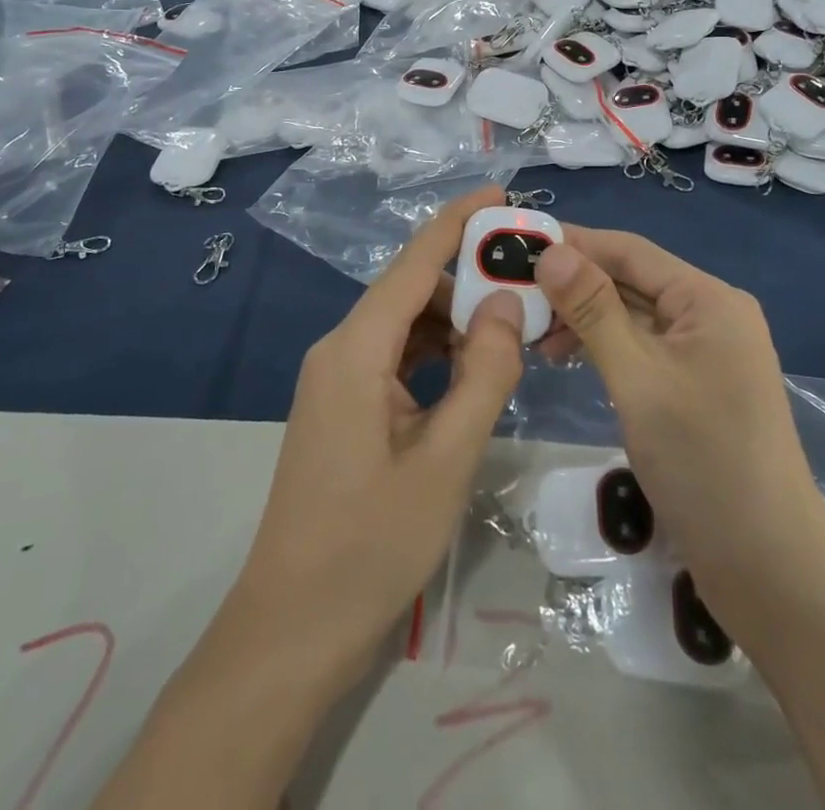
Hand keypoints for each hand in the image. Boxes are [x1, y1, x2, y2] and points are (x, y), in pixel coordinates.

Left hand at [232, 185, 524, 675]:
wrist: (293, 629)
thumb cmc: (371, 544)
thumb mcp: (446, 457)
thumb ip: (484, 372)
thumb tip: (507, 301)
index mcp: (356, 349)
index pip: (413, 262)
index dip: (457, 222)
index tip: (501, 194)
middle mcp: (340, 350)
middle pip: (411, 291)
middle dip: (469, 280)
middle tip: (531, 286)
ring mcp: (338, 381)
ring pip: (406, 327)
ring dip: (457, 323)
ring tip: (514, 330)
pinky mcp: (344, 408)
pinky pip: (397, 359)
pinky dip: (437, 355)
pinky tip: (475, 372)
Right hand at [532, 228, 824, 647]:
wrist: (770, 568)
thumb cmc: (703, 462)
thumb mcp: (638, 378)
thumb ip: (593, 310)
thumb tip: (550, 251)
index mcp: (708, 299)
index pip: (630, 251)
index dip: (574, 243)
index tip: (517, 245)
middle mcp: (710, 315)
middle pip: (631, 281)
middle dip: (574, 285)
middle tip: (514, 297)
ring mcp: (705, 355)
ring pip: (634, 317)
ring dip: (585, 319)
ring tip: (534, 336)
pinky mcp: (696, 389)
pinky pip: (642, 349)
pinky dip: (605, 348)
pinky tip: (569, 359)